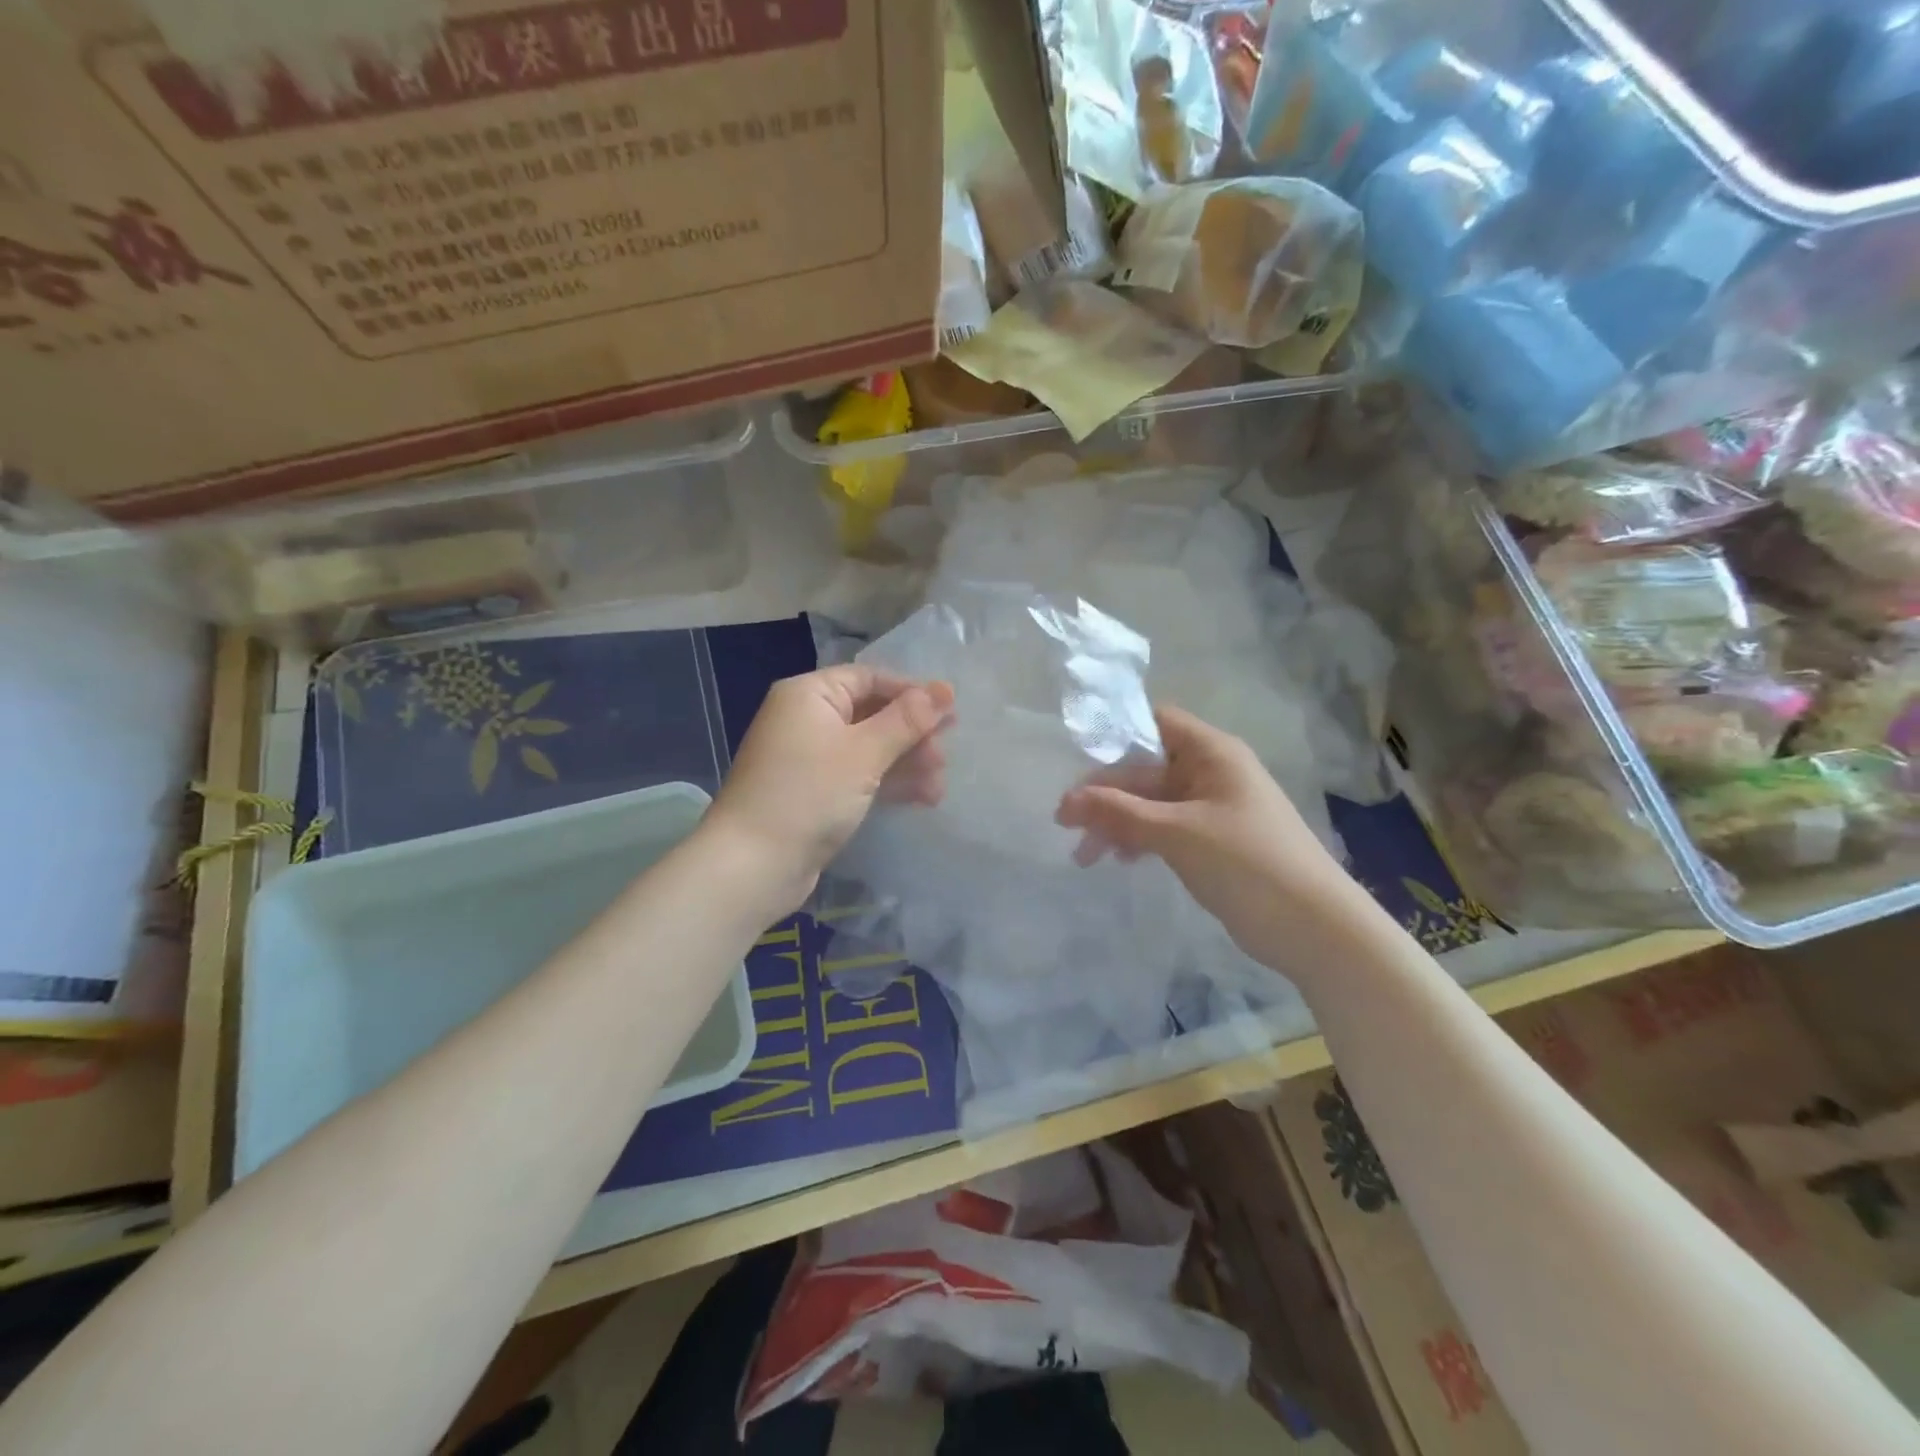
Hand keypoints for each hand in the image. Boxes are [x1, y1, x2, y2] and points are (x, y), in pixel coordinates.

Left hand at [709, 665, 953, 914]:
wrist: (753, 865)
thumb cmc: (809, 795)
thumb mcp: (864, 753)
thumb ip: (907, 720)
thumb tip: (944, 688)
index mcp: (810, 695)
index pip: (870, 679)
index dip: (911, 693)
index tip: (951, 714)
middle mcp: (806, 719)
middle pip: (872, 714)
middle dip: (912, 735)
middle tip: (944, 758)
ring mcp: (809, 758)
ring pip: (868, 748)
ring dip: (905, 763)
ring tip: (938, 786)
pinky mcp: (814, 792)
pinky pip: (858, 775)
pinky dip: (887, 783)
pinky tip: (920, 798)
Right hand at [1055, 705, 1365, 976]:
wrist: (1315, 928)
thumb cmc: (1247, 863)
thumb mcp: (1177, 832)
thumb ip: (1119, 812)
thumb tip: (1066, 801)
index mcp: (1212, 752)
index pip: (1154, 722)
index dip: (1115, 734)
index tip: (1076, 759)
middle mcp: (1212, 772)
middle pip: (1146, 768)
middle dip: (1106, 794)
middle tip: (1065, 823)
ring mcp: (1213, 808)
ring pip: (1152, 803)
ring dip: (1117, 822)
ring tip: (1084, 855)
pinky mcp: (1213, 841)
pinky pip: (1165, 828)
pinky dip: (1139, 839)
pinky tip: (1119, 860)